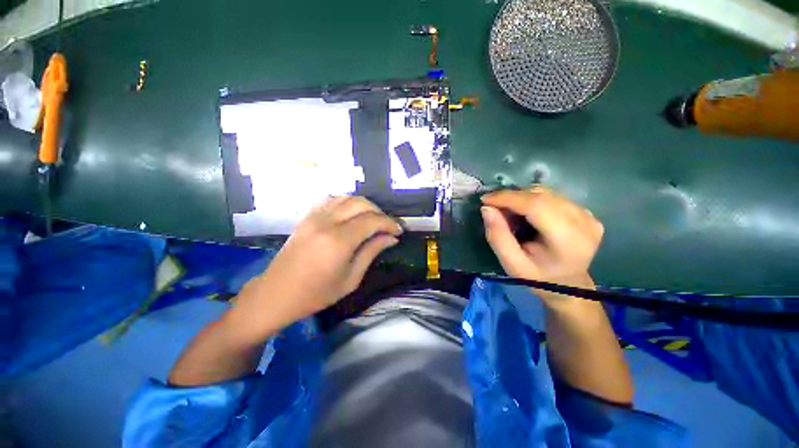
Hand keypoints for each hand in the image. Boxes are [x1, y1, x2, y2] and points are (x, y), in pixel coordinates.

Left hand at [234, 196, 402, 335]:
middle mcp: (327, 222)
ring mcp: (315, 216)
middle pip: (361, 204)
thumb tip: (391, 238)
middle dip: (380, 212)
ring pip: (347, 198)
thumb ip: (372, 252)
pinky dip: (347, 203)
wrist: (277, 293)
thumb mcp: (351, 278)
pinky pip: (332, 200)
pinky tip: (352, 214)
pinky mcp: (307, 216)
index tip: (399, 231)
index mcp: (339, 240)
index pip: (372, 220)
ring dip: (365, 205)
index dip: (389, 223)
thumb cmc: (316, 293)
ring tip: (373, 219)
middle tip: (387, 226)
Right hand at [480, 187, 602, 287]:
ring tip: (508, 212)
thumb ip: (497, 236)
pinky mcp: (586, 212)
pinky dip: (532, 199)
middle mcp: (584, 222)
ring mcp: (588, 215)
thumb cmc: (537, 277)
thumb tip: (487, 209)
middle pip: (541, 196)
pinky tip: (525, 213)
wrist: (567, 284)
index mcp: (568, 240)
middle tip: (494, 207)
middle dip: (512, 197)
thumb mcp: (511, 263)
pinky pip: (552, 196)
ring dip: (521, 197)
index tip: (485, 200)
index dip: (508, 198)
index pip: (536, 206)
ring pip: (546, 193)